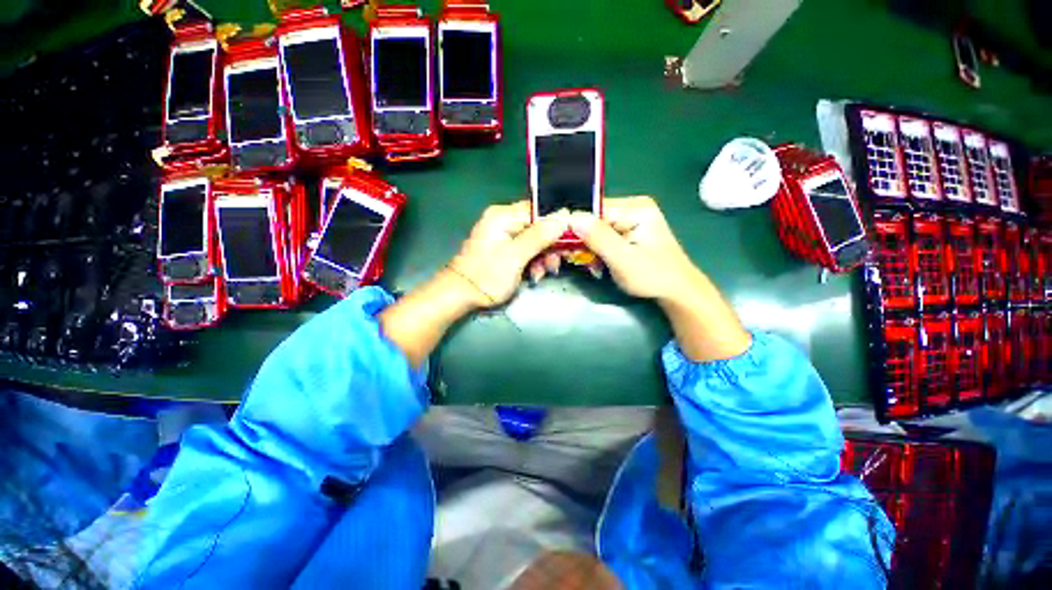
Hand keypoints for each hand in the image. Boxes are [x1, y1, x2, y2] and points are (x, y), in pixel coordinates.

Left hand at [449, 201, 569, 308]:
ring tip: (541, 274)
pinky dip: (533, 261)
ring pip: (534, 240)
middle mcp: (503, 220)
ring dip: (542, 257)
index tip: (569, 243)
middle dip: (549, 246)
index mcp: (503, 216)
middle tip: (555, 265)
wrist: (460, 296)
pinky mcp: (504, 248)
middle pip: (537, 226)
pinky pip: (525, 249)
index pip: (538, 211)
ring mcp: (503, 235)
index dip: (556, 226)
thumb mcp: (516, 257)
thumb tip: (564, 216)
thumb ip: (540, 236)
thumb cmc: (486, 276)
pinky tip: (534, 275)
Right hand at [568, 196, 695, 300]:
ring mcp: (629, 221)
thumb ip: (599, 238)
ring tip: (591, 267)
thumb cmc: (654, 276)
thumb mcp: (624, 259)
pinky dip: (595, 252)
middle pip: (593, 220)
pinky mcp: (626, 233)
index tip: (563, 247)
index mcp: (635, 208)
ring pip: (594, 231)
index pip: (594, 210)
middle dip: (581, 242)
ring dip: (587, 250)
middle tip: (575, 261)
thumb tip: (573, 219)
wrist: (677, 292)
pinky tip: (597, 266)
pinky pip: (601, 238)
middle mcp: (631, 208)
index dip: (576, 227)